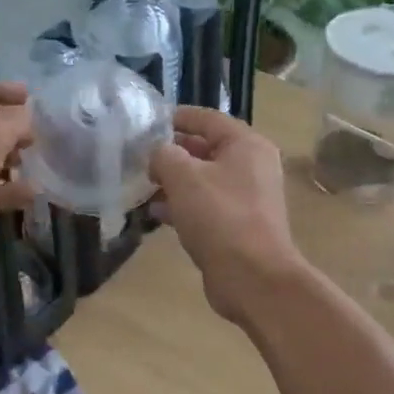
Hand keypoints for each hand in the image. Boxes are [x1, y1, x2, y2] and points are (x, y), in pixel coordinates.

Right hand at [148, 107, 307, 326]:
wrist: (253, 277)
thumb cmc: (220, 217)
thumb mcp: (184, 177)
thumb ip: (164, 155)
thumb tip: (157, 154)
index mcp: (246, 145)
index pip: (207, 119)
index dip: (177, 117)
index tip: (147, 122)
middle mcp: (252, 167)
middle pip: (206, 149)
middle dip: (172, 153)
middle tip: (139, 156)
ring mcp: (247, 199)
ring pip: (204, 181)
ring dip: (174, 182)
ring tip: (142, 185)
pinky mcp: (238, 227)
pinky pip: (206, 207)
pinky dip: (182, 206)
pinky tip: (156, 213)